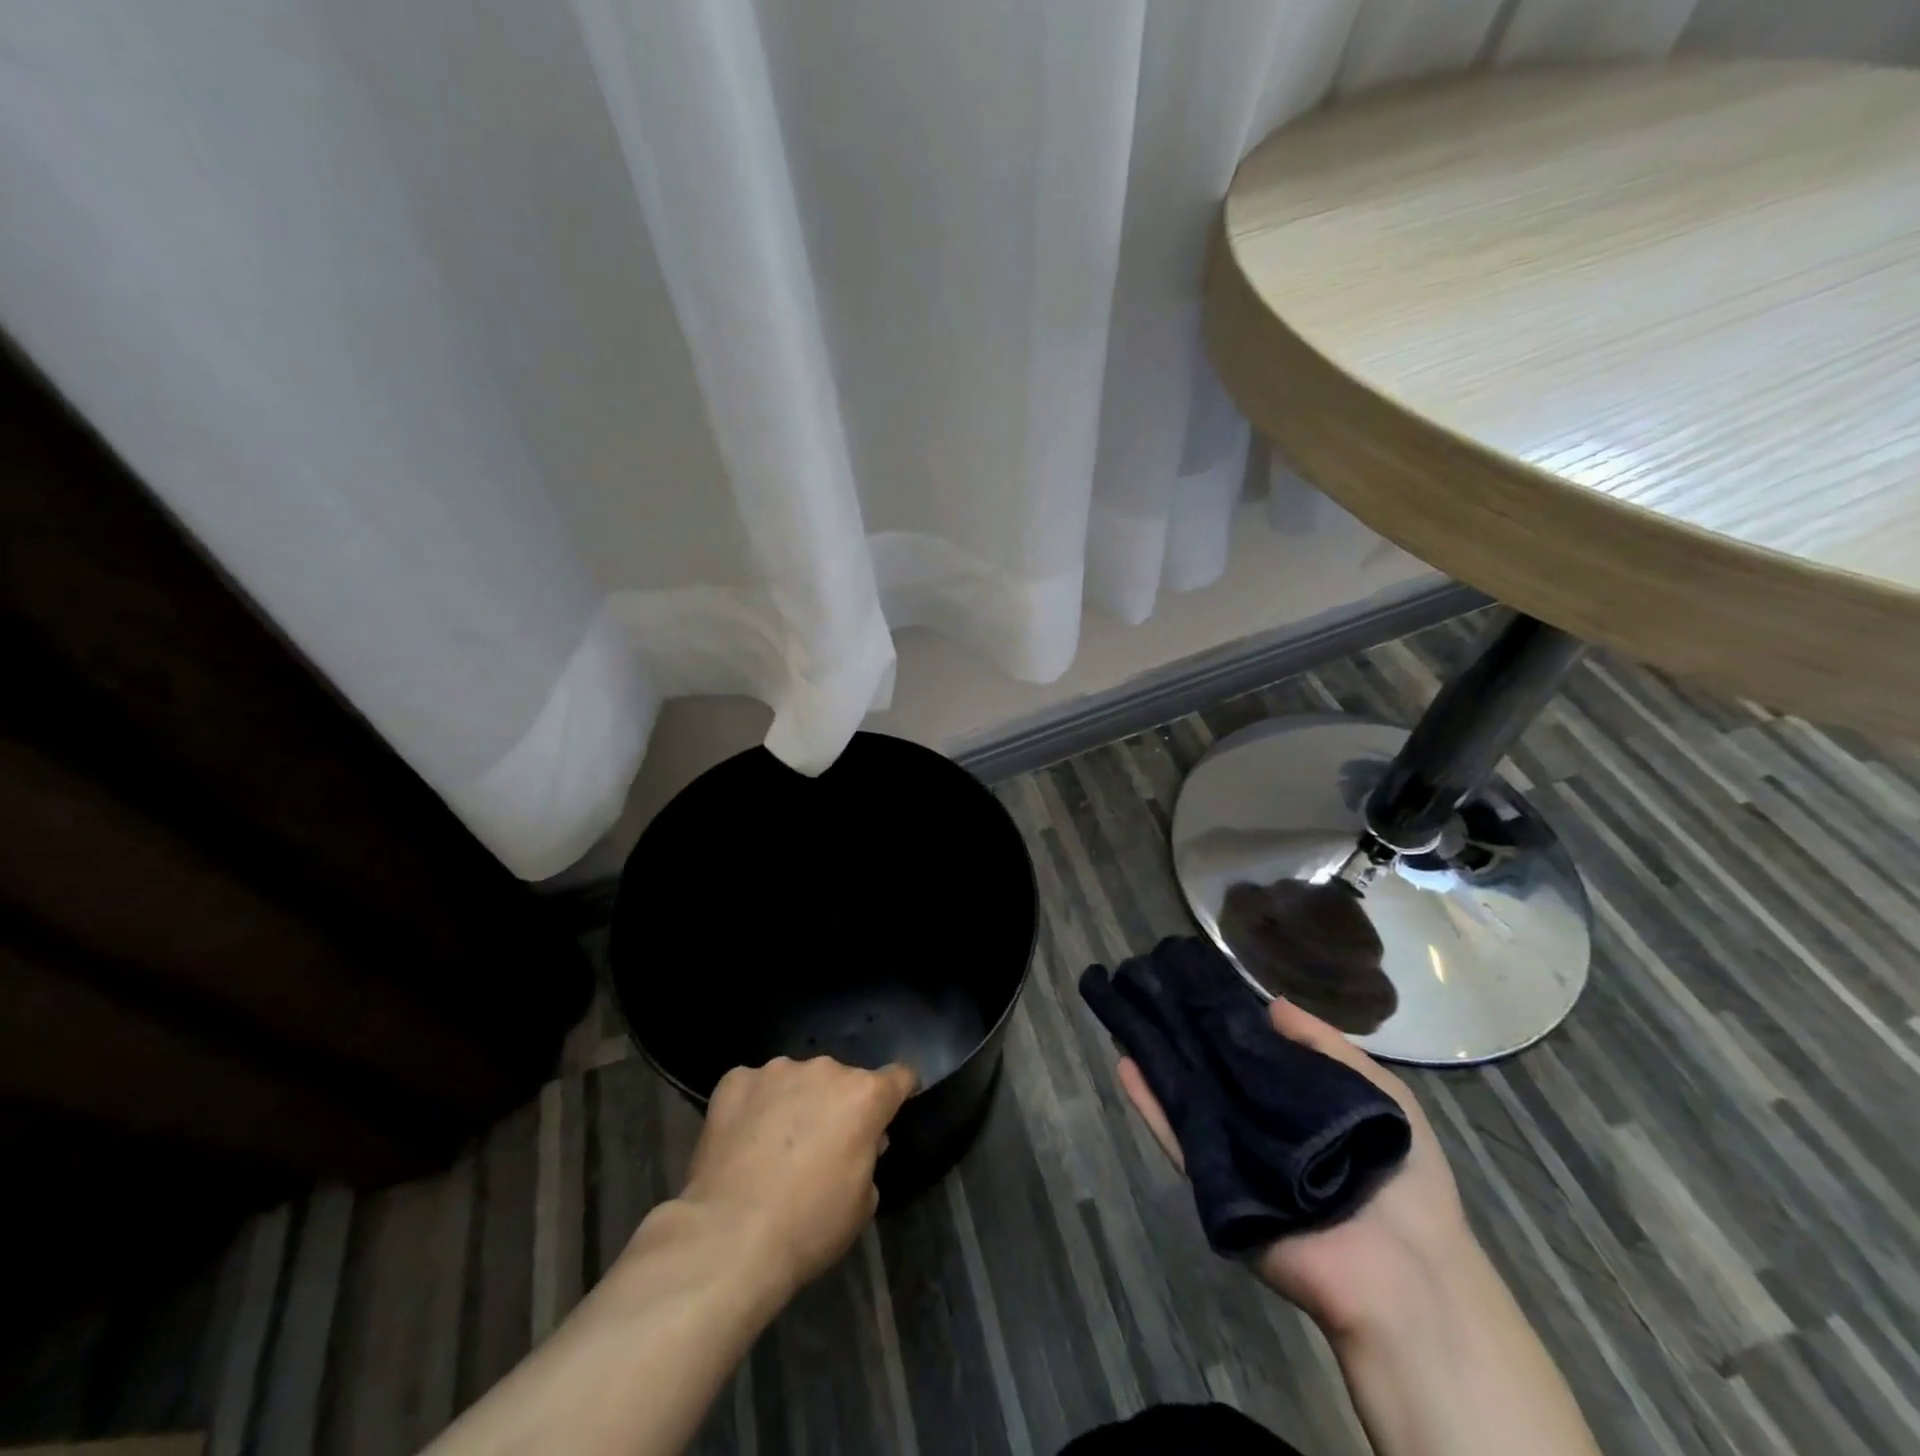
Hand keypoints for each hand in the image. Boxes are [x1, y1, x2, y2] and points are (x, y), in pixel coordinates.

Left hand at [677, 1056, 916, 1296]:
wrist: (730, 1238)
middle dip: (836, 1105)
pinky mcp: (735, 1080)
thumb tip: (861, 1141)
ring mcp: (777, 1071)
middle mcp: (825, 1069)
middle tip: (820, 1146)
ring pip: (796, 1080)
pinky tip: (740, 1142)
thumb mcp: (862, 1203)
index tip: (890, 1110)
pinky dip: (753, 1107)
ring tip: (773, 1147)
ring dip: (794, 1102)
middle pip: (841, 1080)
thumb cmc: (808, 1226)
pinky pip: (753, 1087)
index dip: (899, 1092)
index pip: (899, 1076)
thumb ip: (869, 1157)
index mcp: (864, 1095)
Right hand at [1116, 998, 1476, 1340]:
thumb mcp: (1382, 1094)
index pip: (1251, 1056)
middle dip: (1182, 1037)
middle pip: (1212, 1074)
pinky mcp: (1214, 1186)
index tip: (1195, 985)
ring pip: (1188, 1100)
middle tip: (1149, 993)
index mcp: (1298, 1106)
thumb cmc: (1401, 1177)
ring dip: (1157, 1063)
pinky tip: (1126, 1067)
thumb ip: (1325, 1047)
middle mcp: (1260, 1126)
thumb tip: (1269, 1004)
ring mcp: (1234, 1156)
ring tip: (1125, 1020)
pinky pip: (1178, 1140)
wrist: (1404, 1277)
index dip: (1224, 1022)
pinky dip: (1150, 1105)